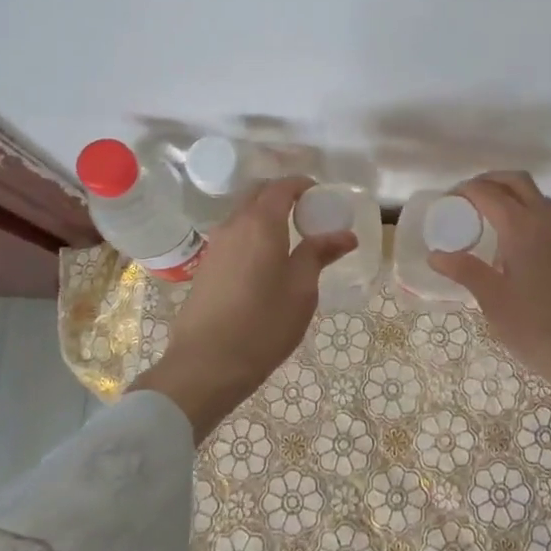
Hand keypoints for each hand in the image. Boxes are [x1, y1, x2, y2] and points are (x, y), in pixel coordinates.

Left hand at [128, 177, 355, 441]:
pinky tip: (266, 263)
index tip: (322, 197)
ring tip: (290, 241)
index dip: (303, 185)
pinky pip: (234, 236)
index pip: (282, 187)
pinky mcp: (206, 267)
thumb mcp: (301, 290)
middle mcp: (234, 225)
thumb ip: (319, 254)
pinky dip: (252, 235)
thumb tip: (346, 234)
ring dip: (266, 216)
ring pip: (243, 215)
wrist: (205, 365)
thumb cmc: (263, 324)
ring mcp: (215, 246)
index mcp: (261, 223)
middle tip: (308, 216)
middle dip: (283, 196)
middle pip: (258, 194)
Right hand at [429, 171, 550, 481]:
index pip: (488, 192)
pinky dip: (522, 209)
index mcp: (522, 228)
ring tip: (482, 216)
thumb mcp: (495, 302)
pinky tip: (508, 239)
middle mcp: (544, 220)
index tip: (444, 204)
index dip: (464, 192)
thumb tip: (435, 254)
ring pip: (533, 194)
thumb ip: (466, 272)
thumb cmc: (539, 329)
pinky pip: (543, 213)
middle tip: (463, 200)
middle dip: (487, 181)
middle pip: (515, 181)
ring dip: (507, 192)